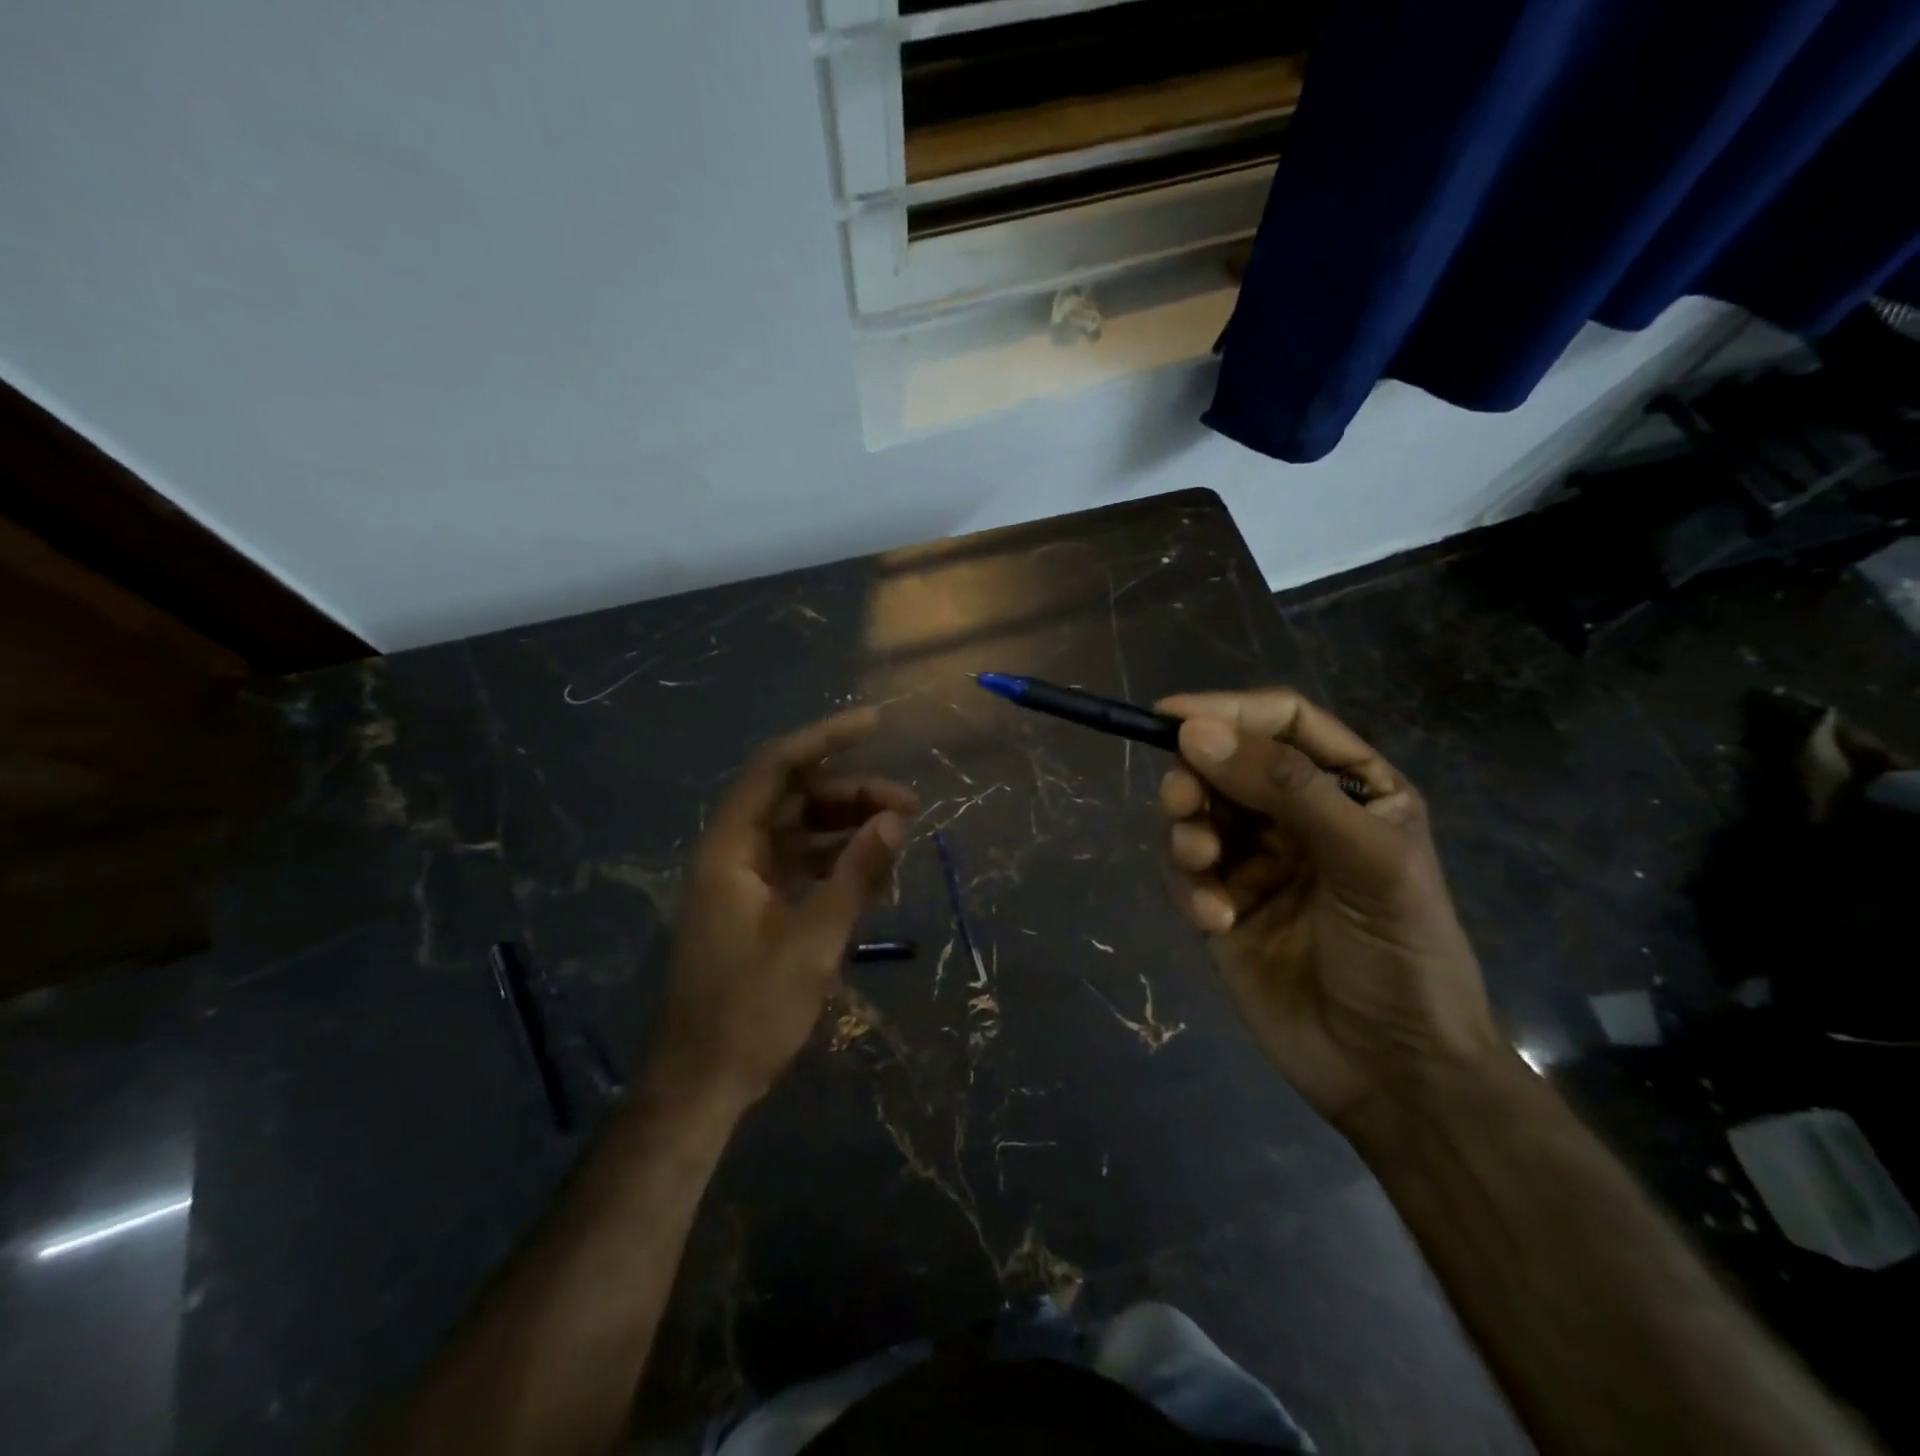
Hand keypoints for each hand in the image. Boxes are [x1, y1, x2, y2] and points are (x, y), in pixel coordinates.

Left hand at [657, 708, 917, 1109]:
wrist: (702, 1084)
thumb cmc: (749, 1011)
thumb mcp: (813, 940)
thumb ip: (856, 874)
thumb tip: (895, 820)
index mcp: (730, 850)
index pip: (777, 769)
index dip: (825, 739)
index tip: (875, 723)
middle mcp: (734, 854)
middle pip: (796, 799)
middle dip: (852, 793)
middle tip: (910, 806)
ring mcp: (745, 882)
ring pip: (802, 832)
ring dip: (849, 828)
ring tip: (900, 836)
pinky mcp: (758, 909)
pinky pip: (803, 866)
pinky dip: (838, 862)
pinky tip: (874, 872)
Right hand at [1156, 689, 1499, 1126]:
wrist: (1394, 1075)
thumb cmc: (1404, 956)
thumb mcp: (1365, 861)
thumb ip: (1287, 789)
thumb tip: (1194, 731)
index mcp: (1350, 789)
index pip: (1282, 722)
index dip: (1228, 711)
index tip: (1171, 718)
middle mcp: (1297, 816)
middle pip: (1226, 764)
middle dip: (1197, 778)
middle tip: (1184, 803)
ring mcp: (1256, 862)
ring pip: (1197, 815)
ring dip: (1188, 832)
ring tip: (1203, 864)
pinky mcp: (1221, 906)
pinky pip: (1186, 874)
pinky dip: (1190, 888)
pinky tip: (1215, 920)